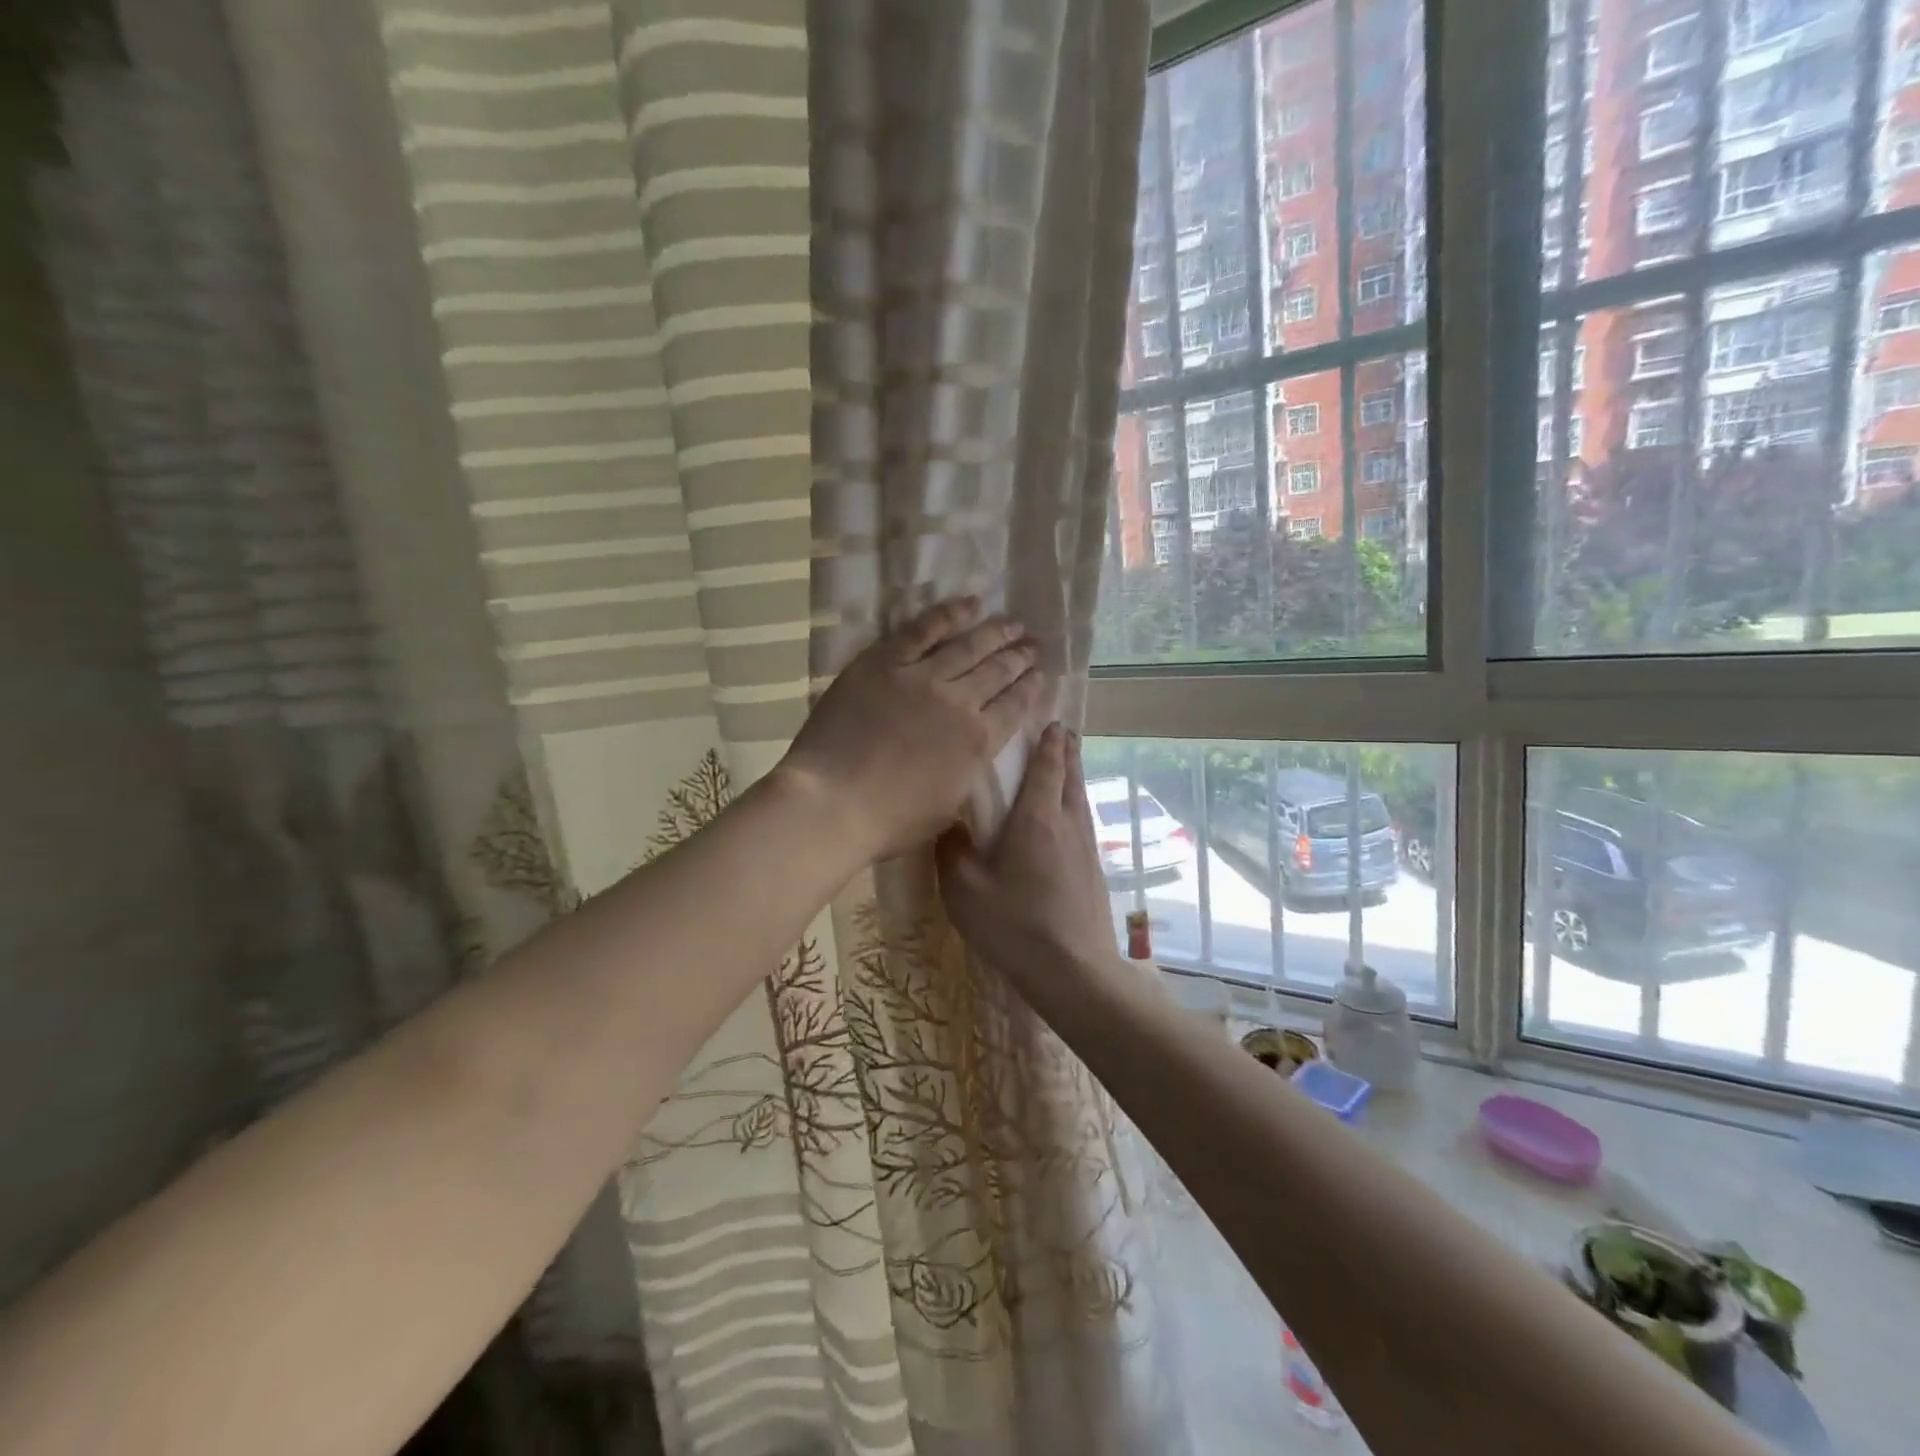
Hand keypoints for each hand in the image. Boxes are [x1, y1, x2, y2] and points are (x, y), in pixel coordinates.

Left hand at [778, 597, 1044, 861]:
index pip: (1015, 707)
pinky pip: (924, 628)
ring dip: (996, 632)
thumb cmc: (889, 820)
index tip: (1040, 674)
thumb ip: (967, 773)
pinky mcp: (886, 661)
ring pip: (969, 645)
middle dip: (1020, 656)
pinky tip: (970, 604)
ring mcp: (922, 677)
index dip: (1031, 688)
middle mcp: (960, 702)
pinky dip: (950, 614)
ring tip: (1014, 622)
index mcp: (978, 742)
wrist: (833, 801)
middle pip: (998, 671)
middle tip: (1034, 643)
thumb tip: (974, 753)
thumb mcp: (948, 807)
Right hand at [936, 722, 1115, 994]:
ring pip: (1081, 798)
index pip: (1047, 767)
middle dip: (1066, 750)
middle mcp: (1067, 824)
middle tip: (1060, 731)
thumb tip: (948, 825)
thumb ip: (952, 851)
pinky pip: (1083, 822)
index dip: (1048, 742)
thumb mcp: (964, 890)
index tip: (1049, 720)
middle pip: (1071, 775)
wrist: (1073, 971)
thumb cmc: (1015, 925)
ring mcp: (1086, 847)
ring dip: (1074, 775)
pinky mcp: (1094, 870)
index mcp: (1037, 819)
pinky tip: (1066, 818)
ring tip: (1066, 763)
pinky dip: (1075, 804)